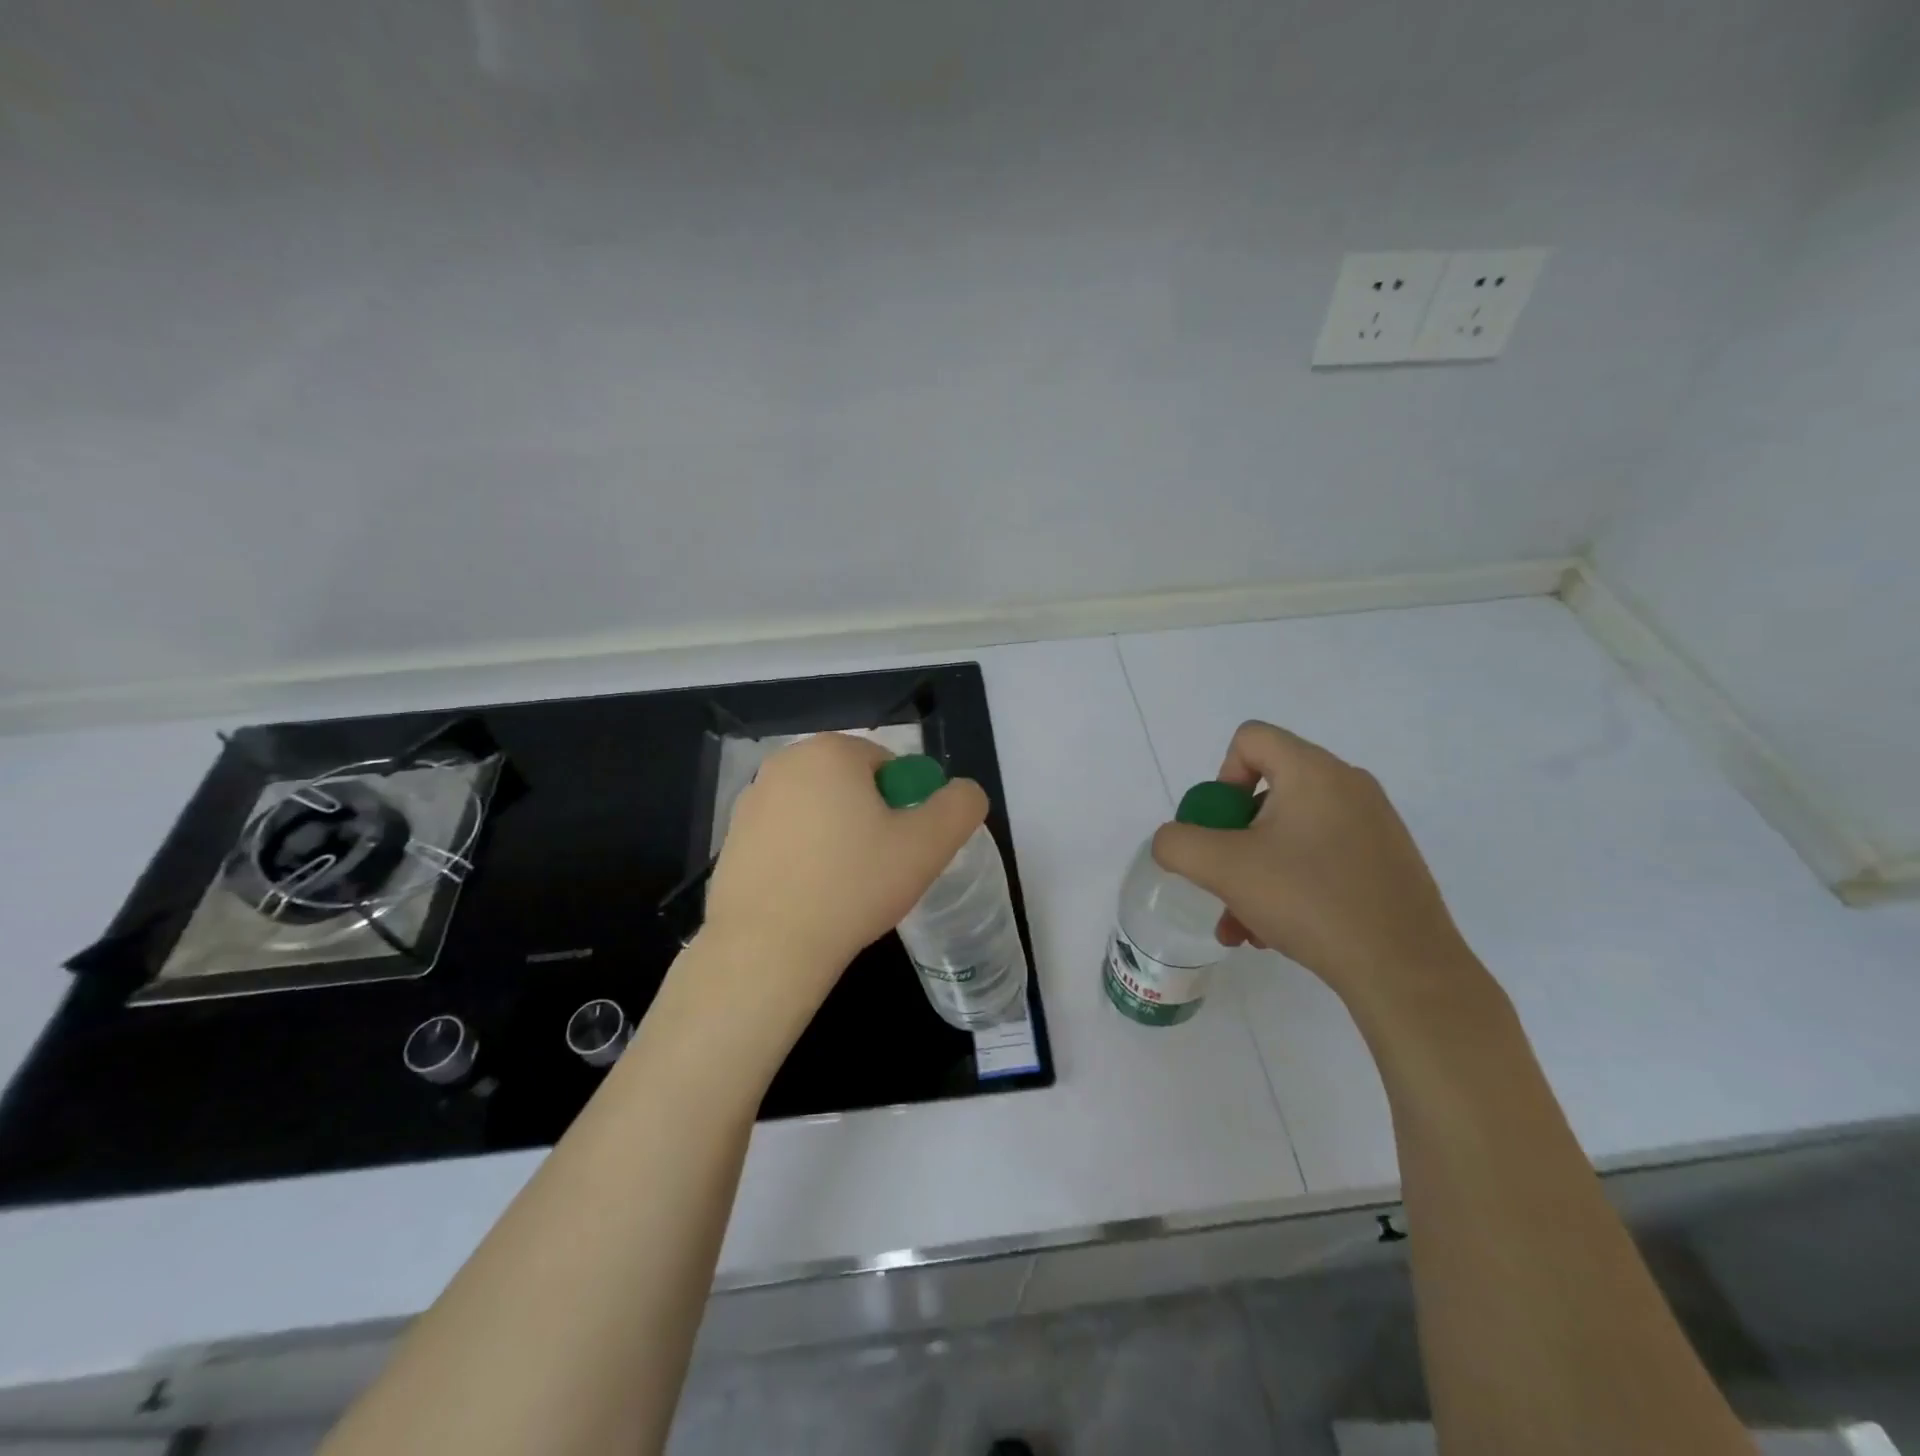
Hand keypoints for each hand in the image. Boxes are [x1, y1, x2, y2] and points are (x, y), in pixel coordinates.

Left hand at [685, 732, 987, 1058]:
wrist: (767, 948)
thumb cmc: (853, 886)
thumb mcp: (929, 845)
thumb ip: (960, 806)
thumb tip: (964, 792)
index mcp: (830, 751)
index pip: (887, 765)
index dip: (905, 805)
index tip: (903, 847)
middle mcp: (784, 763)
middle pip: (850, 785)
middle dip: (869, 819)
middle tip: (879, 868)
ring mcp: (751, 800)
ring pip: (817, 810)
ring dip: (836, 836)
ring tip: (843, 886)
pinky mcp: (731, 837)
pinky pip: (785, 836)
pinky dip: (802, 855)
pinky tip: (809, 895)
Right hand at [1151, 720, 1480, 1019]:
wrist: (1405, 970)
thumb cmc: (1309, 901)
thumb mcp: (1223, 868)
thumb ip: (1178, 843)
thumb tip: (1174, 841)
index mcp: (1313, 771)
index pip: (1250, 739)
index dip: (1221, 778)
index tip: (1221, 829)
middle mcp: (1348, 785)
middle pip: (1266, 790)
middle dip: (1233, 840)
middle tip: (1224, 882)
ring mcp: (1373, 824)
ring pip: (1290, 831)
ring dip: (1255, 871)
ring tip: (1243, 926)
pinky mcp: (1386, 861)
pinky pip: (1321, 855)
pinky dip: (1290, 882)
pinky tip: (1277, 932)